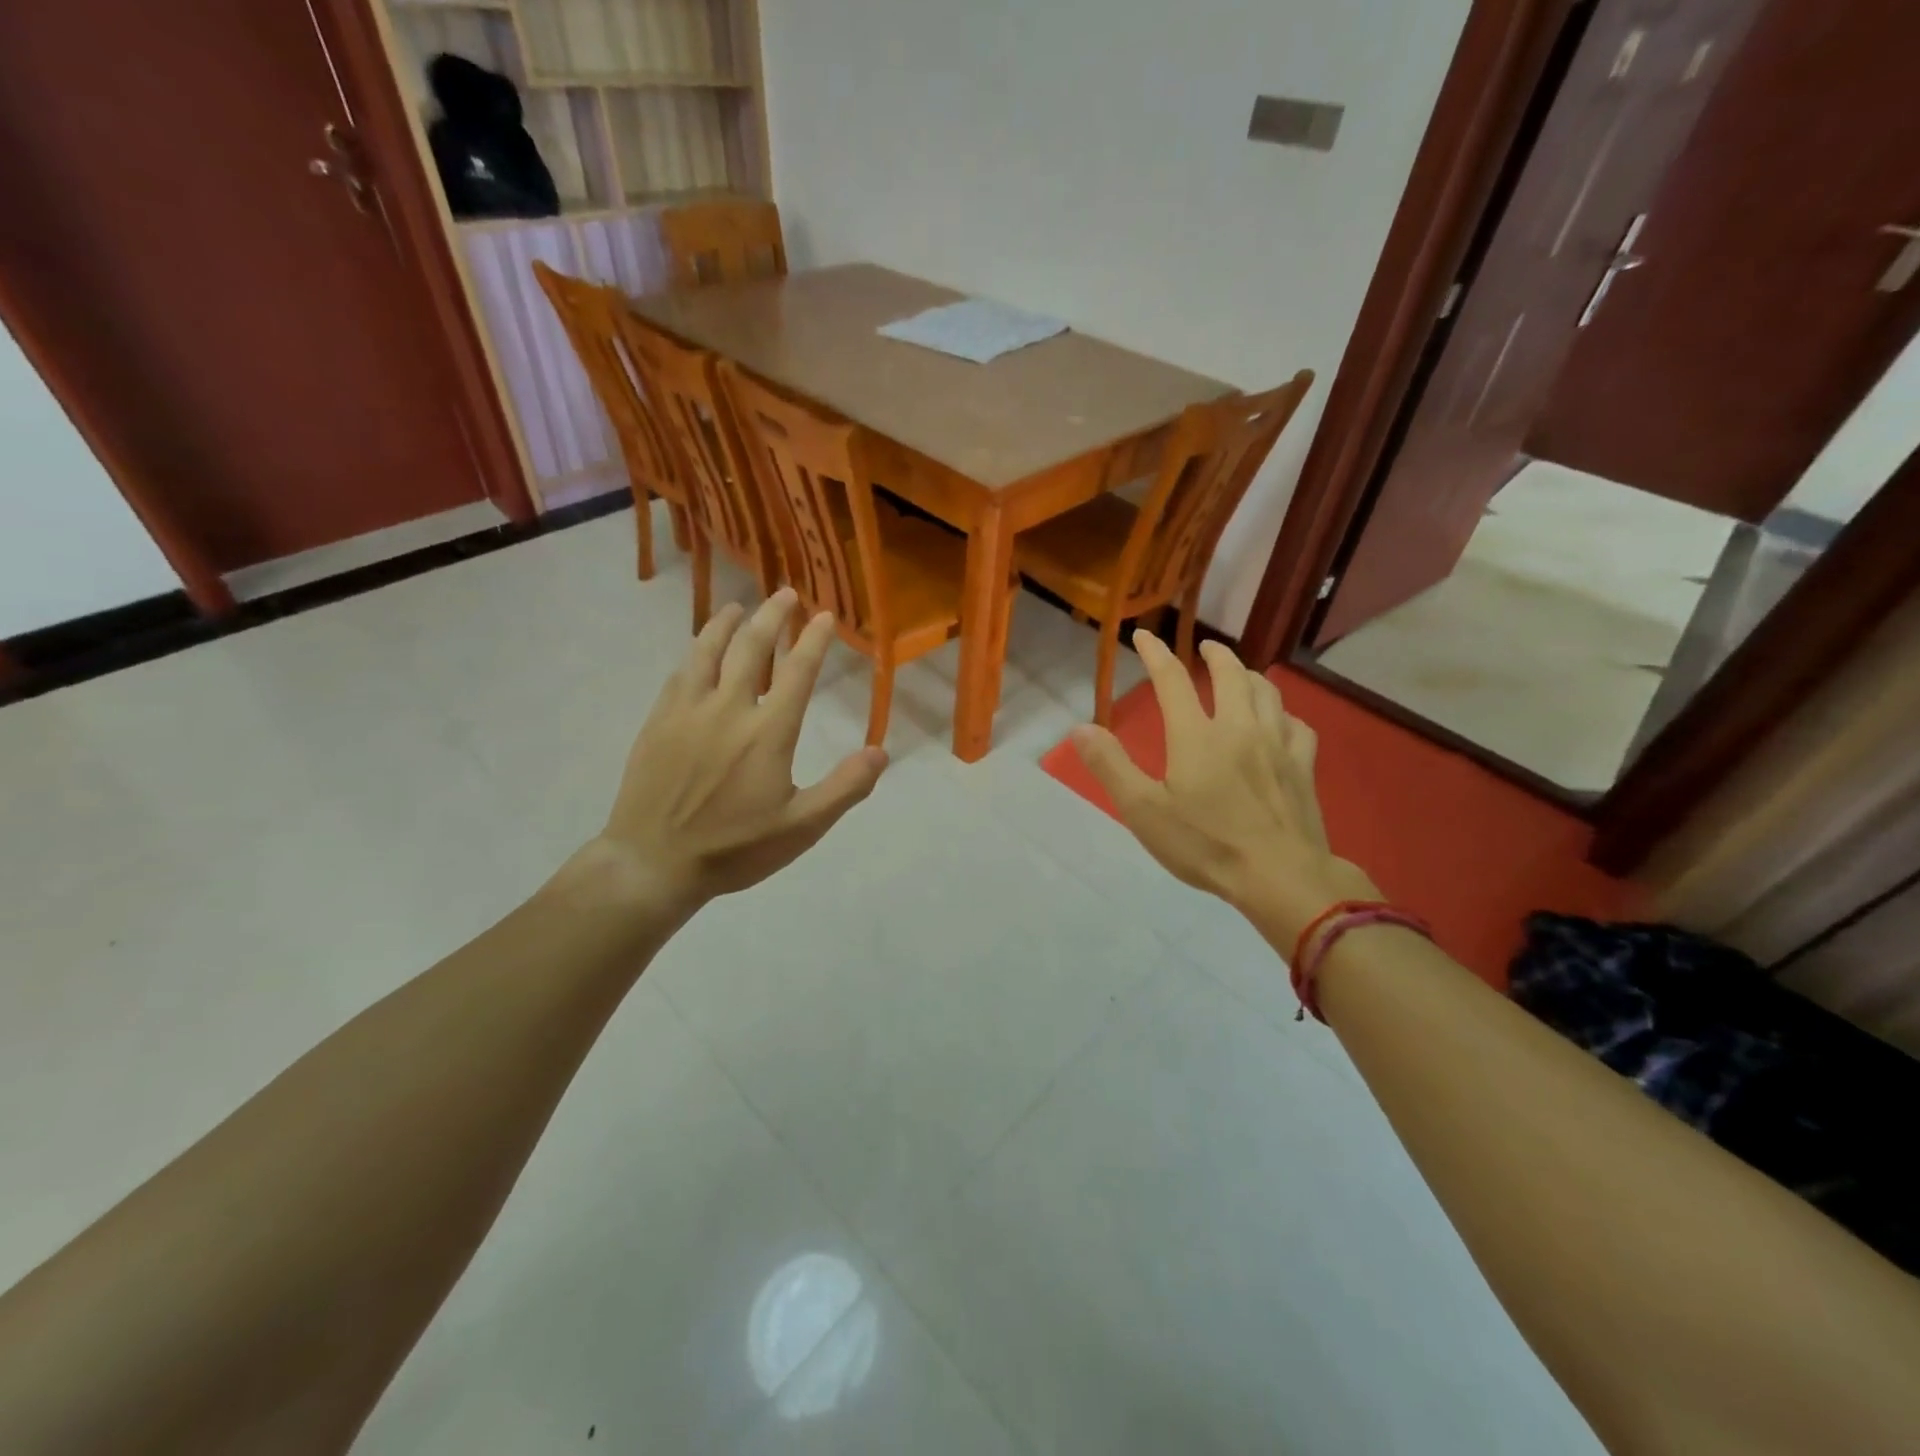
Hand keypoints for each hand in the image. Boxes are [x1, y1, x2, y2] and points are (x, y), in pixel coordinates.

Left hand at [567, 589, 886, 918]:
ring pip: (708, 650)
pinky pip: (680, 673)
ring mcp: (687, 711)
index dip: (814, 639)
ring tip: (739, 607)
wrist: (653, 863)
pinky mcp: (658, 721)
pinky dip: (695, 652)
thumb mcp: (802, 827)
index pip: (798, 672)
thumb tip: (881, 752)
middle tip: (785, 595)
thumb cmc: (734, 849)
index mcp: (768, 732)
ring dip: (727, 623)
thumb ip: (845, 788)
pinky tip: (700, 651)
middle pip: (752, 647)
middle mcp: (728, 708)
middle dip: (772, 615)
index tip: (824, 615)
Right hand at [1072, 634, 1377, 951]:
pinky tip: (1280, 722)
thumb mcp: (1143, 810)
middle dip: (1215, 655)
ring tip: (1241, 675)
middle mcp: (1239, 727)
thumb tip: (1080, 728)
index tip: (1144, 636)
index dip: (1156, 654)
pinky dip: (1284, 714)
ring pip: (1267, 693)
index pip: (1172, 680)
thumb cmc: (1205, 844)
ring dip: (1250, 676)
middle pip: (1230, 675)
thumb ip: (1111, 766)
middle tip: (1205, 647)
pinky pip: (1297, 725)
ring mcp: (1277, 744)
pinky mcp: (1303, 767)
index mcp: (1196, 735)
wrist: (1280, 876)